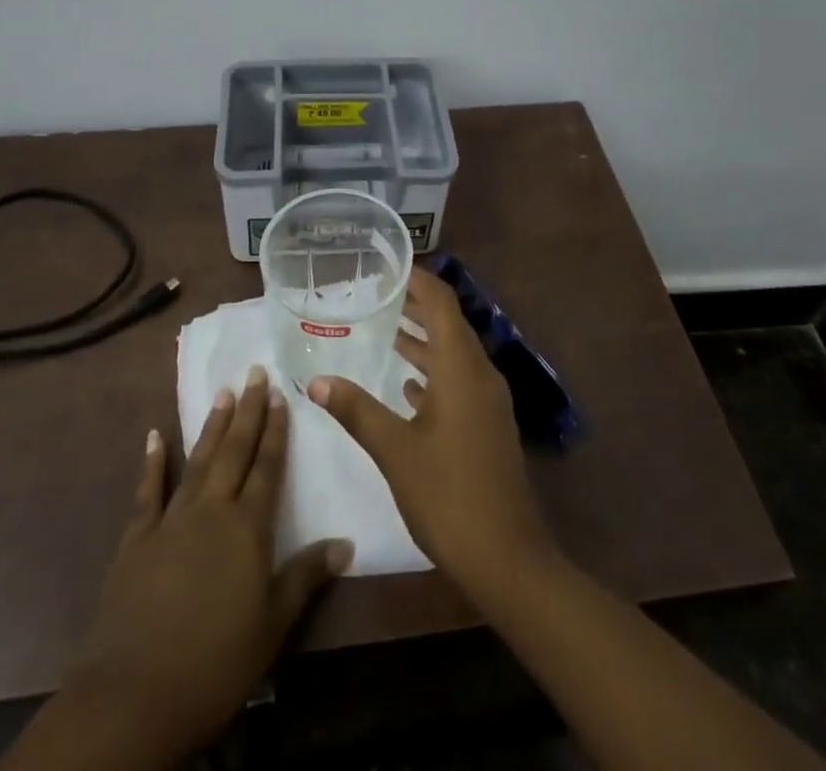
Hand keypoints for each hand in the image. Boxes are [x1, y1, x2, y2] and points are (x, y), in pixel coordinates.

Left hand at [65, 367, 351, 761]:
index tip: (280, 395)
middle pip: (234, 451)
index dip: (276, 430)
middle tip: (254, 372)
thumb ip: (306, 576)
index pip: (268, 467)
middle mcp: (212, 510)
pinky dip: (152, 462)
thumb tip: (347, 541)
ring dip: (212, 426)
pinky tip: (154, 436)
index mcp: (248, 528)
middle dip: (248, 411)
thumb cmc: (217, 662)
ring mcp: (171, 520)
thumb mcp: (273, 625)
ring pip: (198, 460)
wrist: (136, 694)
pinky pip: (147, 491)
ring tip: (223, 393)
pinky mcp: (137, 538)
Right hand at [307, 266, 554, 596]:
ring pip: (454, 353)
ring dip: (423, 339)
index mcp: (461, 367)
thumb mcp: (395, 450)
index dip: (417, 279)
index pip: (441, 302)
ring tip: (385, 329)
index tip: (387, 266)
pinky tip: (408, 385)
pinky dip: (433, 371)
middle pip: (449, 323)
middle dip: (415, 305)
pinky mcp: (488, 425)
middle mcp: (480, 374)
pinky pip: (459, 380)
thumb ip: (356, 410)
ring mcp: (488, 401)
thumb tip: (317, 380)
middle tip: (376, 295)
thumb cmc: (449, 495)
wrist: (508, 558)